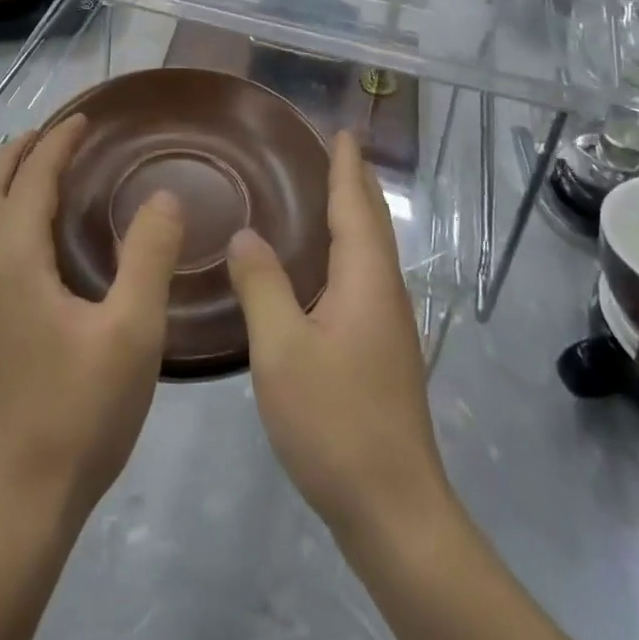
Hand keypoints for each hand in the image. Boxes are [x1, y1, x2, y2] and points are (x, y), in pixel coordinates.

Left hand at [0, 115, 185, 521]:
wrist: (16, 501)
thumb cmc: (78, 410)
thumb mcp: (132, 331)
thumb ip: (150, 255)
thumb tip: (164, 195)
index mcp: (13, 258)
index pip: (31, 176)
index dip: (58, 140)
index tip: (86, 116)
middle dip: (24, 148)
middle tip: (65, 130)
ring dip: (12, 178)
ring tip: (51, 165)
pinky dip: (9, 211)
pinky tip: (42, 232)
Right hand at [227, 130, 447, 539]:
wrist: (394, 510)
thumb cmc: (335, 420)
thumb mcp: (281, 349)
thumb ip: (261, 285)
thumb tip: (245, 234)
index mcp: (366, 280)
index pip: (356, 205)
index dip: (346, 166)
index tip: (340, 130)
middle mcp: (385, 292)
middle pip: (372, 222)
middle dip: (355, 182)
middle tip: (332, 149)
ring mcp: (388, 325)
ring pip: (370, 252)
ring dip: (353, 215)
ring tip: (324, 194)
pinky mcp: (382, 352)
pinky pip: (363, 278)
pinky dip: (346, 251)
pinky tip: (321, 268)